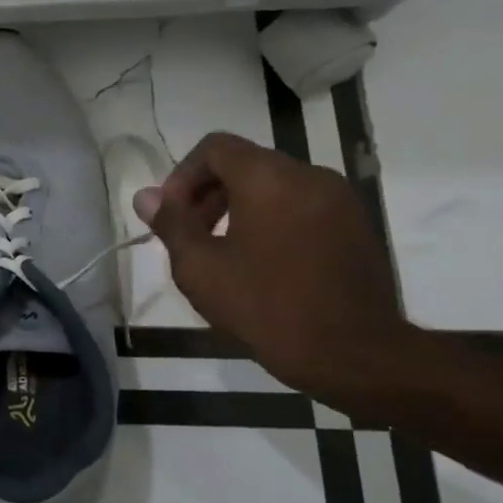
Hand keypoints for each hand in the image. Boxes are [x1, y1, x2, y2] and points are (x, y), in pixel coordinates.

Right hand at [135, 132, 412, 412]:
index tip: (172, 215)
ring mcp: (340, 201)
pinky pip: (301, 207)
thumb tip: (146, 197)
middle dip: (208, 193)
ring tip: (221, 253)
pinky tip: (260, 264)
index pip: (215, 148)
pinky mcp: (356, 228)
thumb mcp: (199, 267)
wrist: (353, 355)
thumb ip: (170, 224)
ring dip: (239, 208)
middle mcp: (310, 176)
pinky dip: (271, 221)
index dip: (182, 175)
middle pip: (245, 164)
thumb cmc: (265, 305)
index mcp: (270, 178)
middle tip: (189, 236)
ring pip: (275, 186)